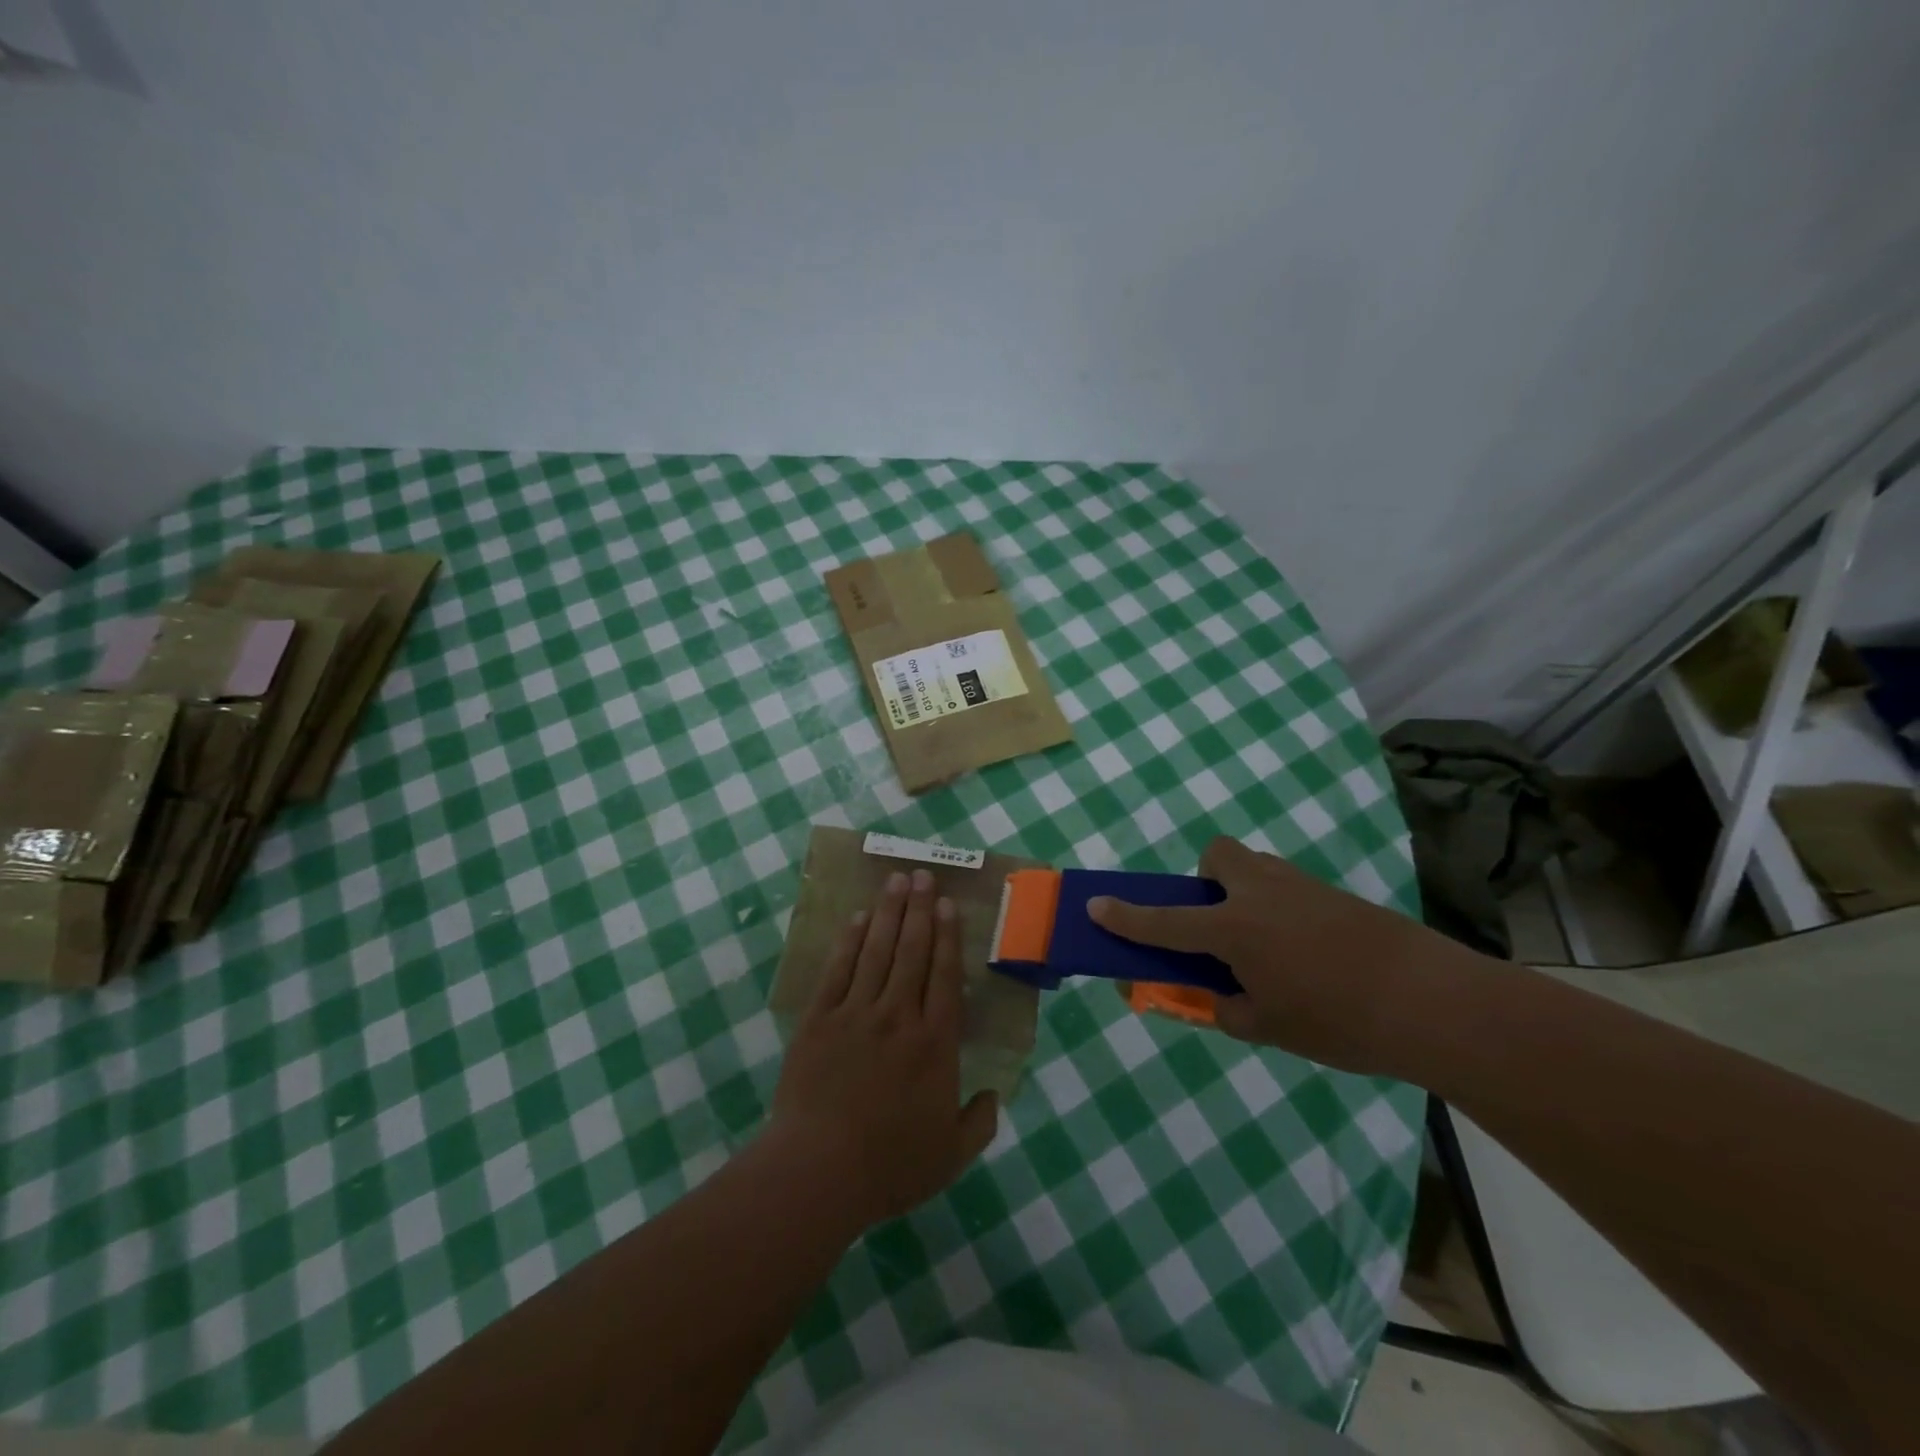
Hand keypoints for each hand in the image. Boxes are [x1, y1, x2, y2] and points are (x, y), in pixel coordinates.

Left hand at [768, 868, 998, 1228]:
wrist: (818, 1171)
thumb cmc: (890, 1165)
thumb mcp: (951, 1155)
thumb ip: (979, 1122)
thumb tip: (994, 1095)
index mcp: (935, 1043)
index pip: (944, 976)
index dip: (948, 936)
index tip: (949, 905)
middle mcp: (898, 1016)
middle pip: (912, 951)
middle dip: (920, 909)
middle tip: (924, 875)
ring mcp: (855, 1013)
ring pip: (877, 951)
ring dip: (889, 913)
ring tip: (897, 882)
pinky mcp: (819, 1020)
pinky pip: (838, 970)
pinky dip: (850, 941)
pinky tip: (858, 919)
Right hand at [1089, 836, 1483, 1075]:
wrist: (1432, 1002)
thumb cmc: (1338, 1021)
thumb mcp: (1268, 1028)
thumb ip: (1227, 1008)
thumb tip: (1216, 996)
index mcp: (1234, 929)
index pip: (1165, 921)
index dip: (1126, 917)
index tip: (1095, 906)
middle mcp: (1260, 894)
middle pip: (1217, 855)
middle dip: (1205, 880)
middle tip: (1219, 925)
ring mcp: (1300, 887)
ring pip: (1255, 868)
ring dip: (1244, 893)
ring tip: (1266, 947)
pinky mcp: (1334, 894)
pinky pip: (1288, 887)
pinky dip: (1279, 909)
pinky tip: (1307, 953)